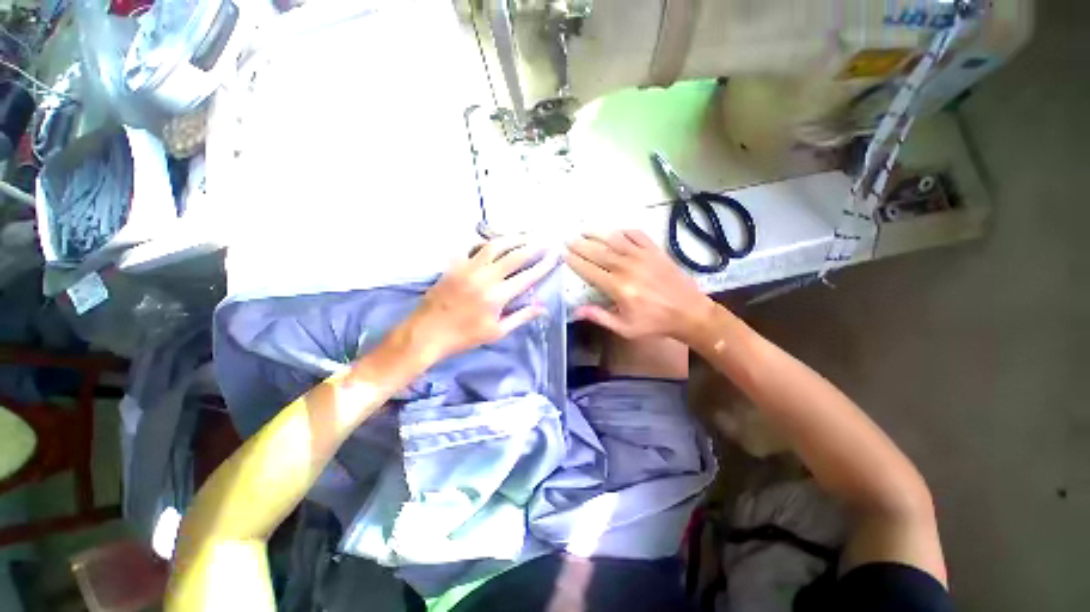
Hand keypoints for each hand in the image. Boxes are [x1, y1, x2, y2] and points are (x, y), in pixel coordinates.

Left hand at [400, 236, 557, 364]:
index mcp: (497, 296)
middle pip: (513, 255)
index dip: (543, 265)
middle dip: (532, 247)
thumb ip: (521, 317)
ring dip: (512, 239)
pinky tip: (495, 242)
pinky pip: (473, 248)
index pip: (527, 276)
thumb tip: (542, 307)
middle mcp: (484, 277)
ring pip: (494, 246)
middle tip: (545, 241)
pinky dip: (488, 243)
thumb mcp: (496, 332)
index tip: (555, 255)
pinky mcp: (454, 265)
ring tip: (525, 235)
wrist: (426, 333)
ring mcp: (467, 268)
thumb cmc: (464, 337)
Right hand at [566, 230, 712, 340]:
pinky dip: (624, 231)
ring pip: (615, 239)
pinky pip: (637, 235)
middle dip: (581, 245)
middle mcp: (627, 267)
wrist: (689, 312)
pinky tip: (616, 231)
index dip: (575, 262)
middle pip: (598, 252)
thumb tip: (576, 311)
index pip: (590, 270)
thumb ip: (600, 317)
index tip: (564, 255)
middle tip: (568, 239)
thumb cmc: (654, 323)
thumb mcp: (625, 328)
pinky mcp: (655, 251)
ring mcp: (642, 256)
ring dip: (597, 233)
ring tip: (585, 229)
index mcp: (618, 287)